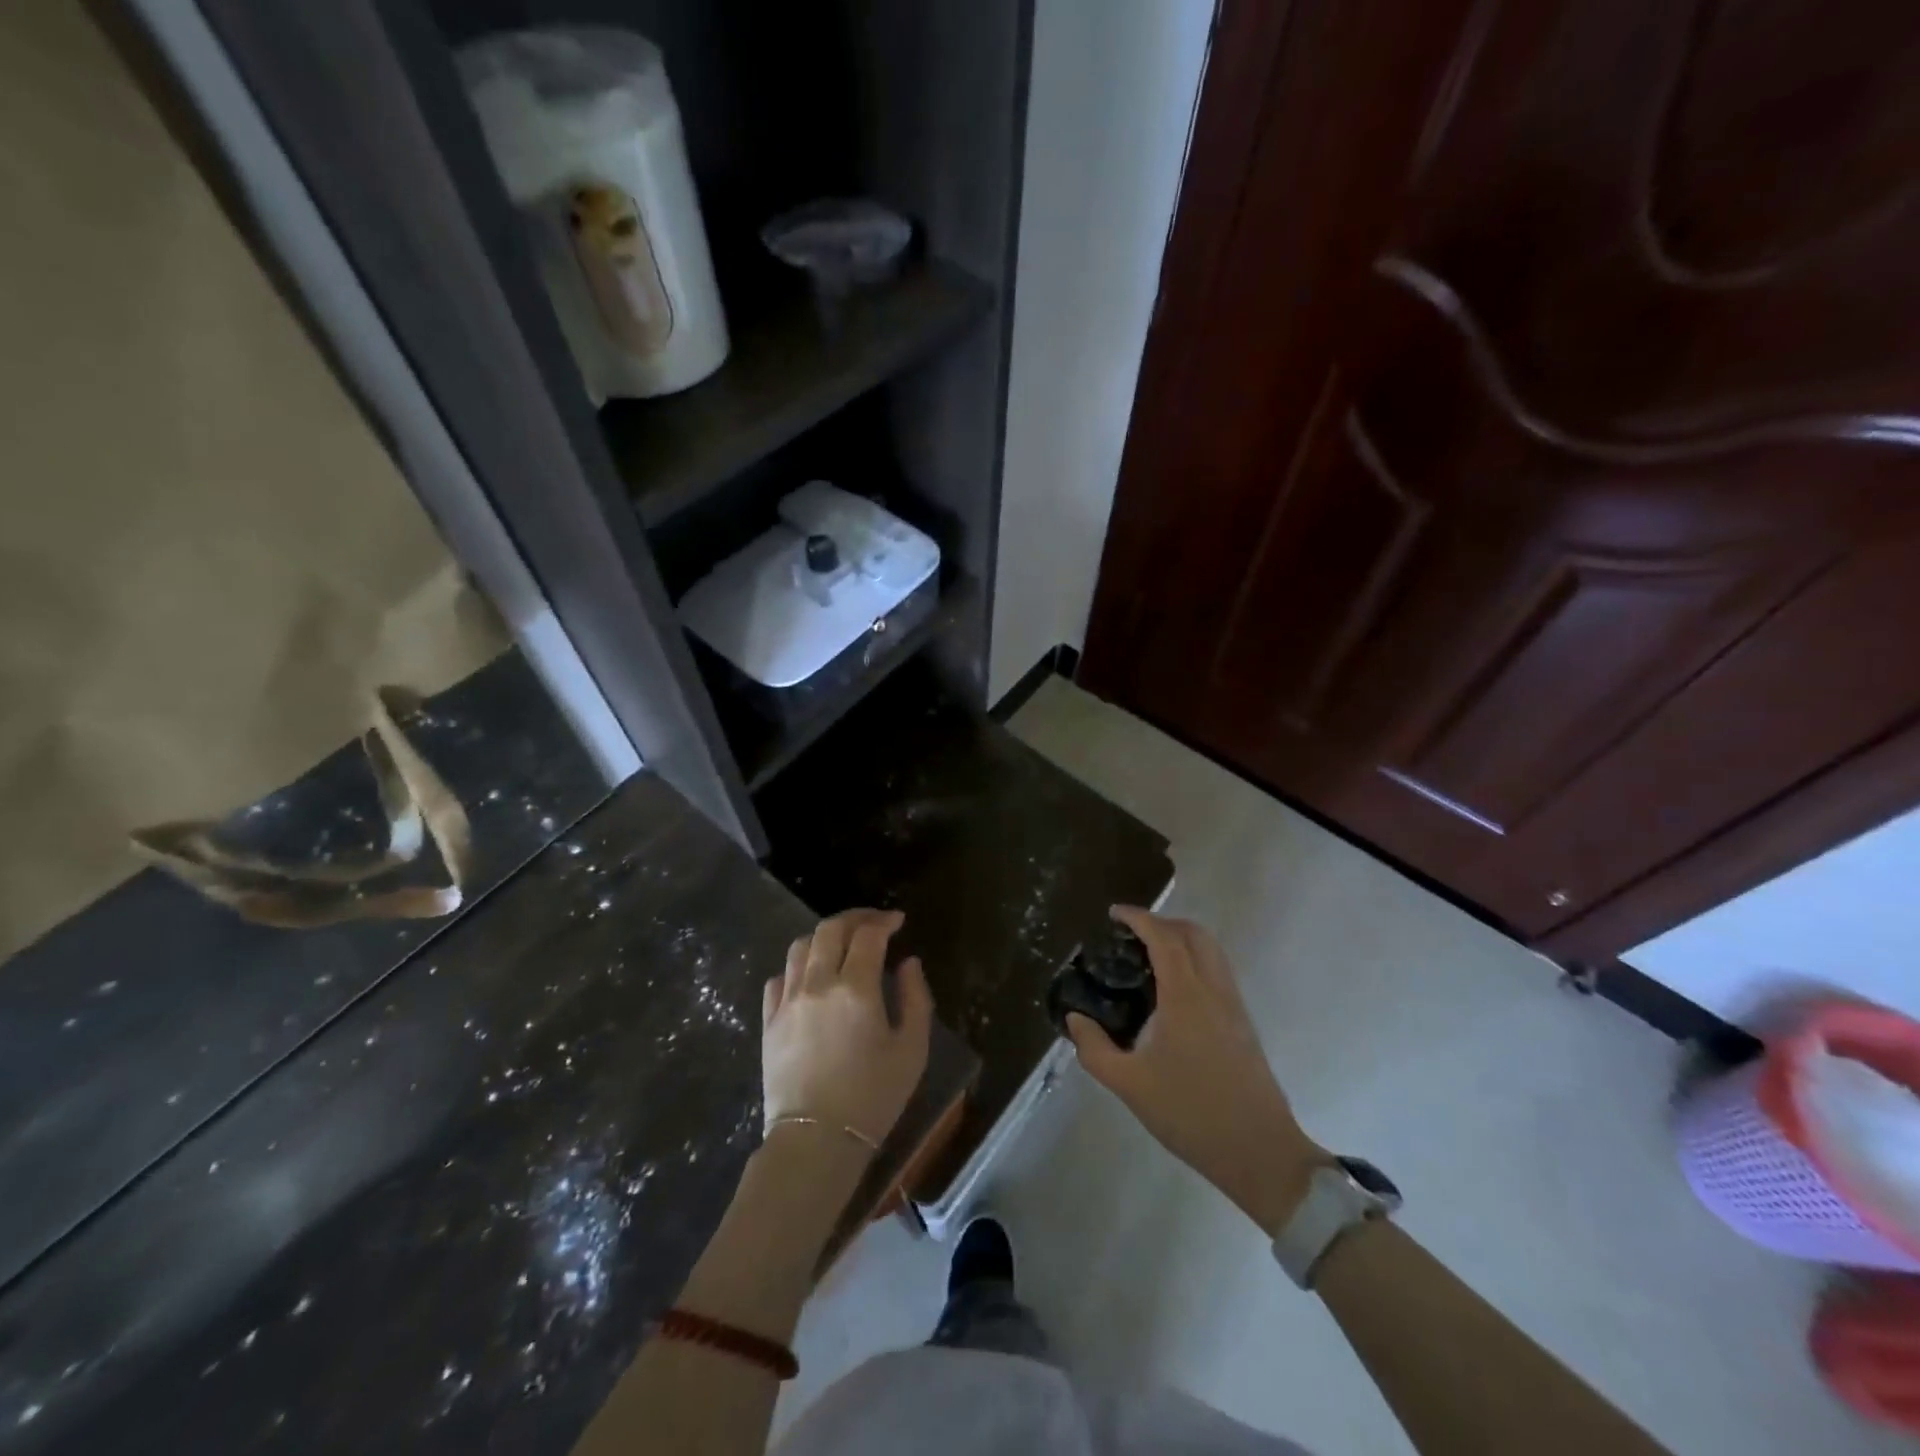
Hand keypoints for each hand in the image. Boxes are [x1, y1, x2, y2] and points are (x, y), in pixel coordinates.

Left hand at [762, 908, 931, 1152]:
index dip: (884, 920)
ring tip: (841, 945)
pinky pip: (779, 977)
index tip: (898, 922)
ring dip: (824, 937)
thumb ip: (916, 998)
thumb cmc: (873, 1097)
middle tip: (873, 923)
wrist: (816, 1142)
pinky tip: (811, 978)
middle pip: (830, 929)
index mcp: (856, 988)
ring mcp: (788, 1001)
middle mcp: (817, 984)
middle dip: (854, 918)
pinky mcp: (769, 1021)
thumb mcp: (912, 1050)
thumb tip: (908, 963)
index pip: (868, 934)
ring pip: (800, 946)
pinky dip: (798, 967)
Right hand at [1066, 906, 1324, 1232]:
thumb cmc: (1191, 1114)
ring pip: (1211, 951)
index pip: (1163, 937)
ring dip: (1181, 940)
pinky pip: (1218, 972)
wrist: (1261, 1152)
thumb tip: (1076, 1019)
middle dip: (1162, 923)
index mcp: (1186, 996)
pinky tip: (1173, 991)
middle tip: (1130, 935)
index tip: (1114, 914)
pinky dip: (1195, 961)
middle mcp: (1214, 990)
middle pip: (1194, 933)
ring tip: (1149, 958)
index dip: (1138, 918)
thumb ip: (1095, 1049)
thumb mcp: (1130, 1085)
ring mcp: (1234, 1005)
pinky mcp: (1244, 1024)